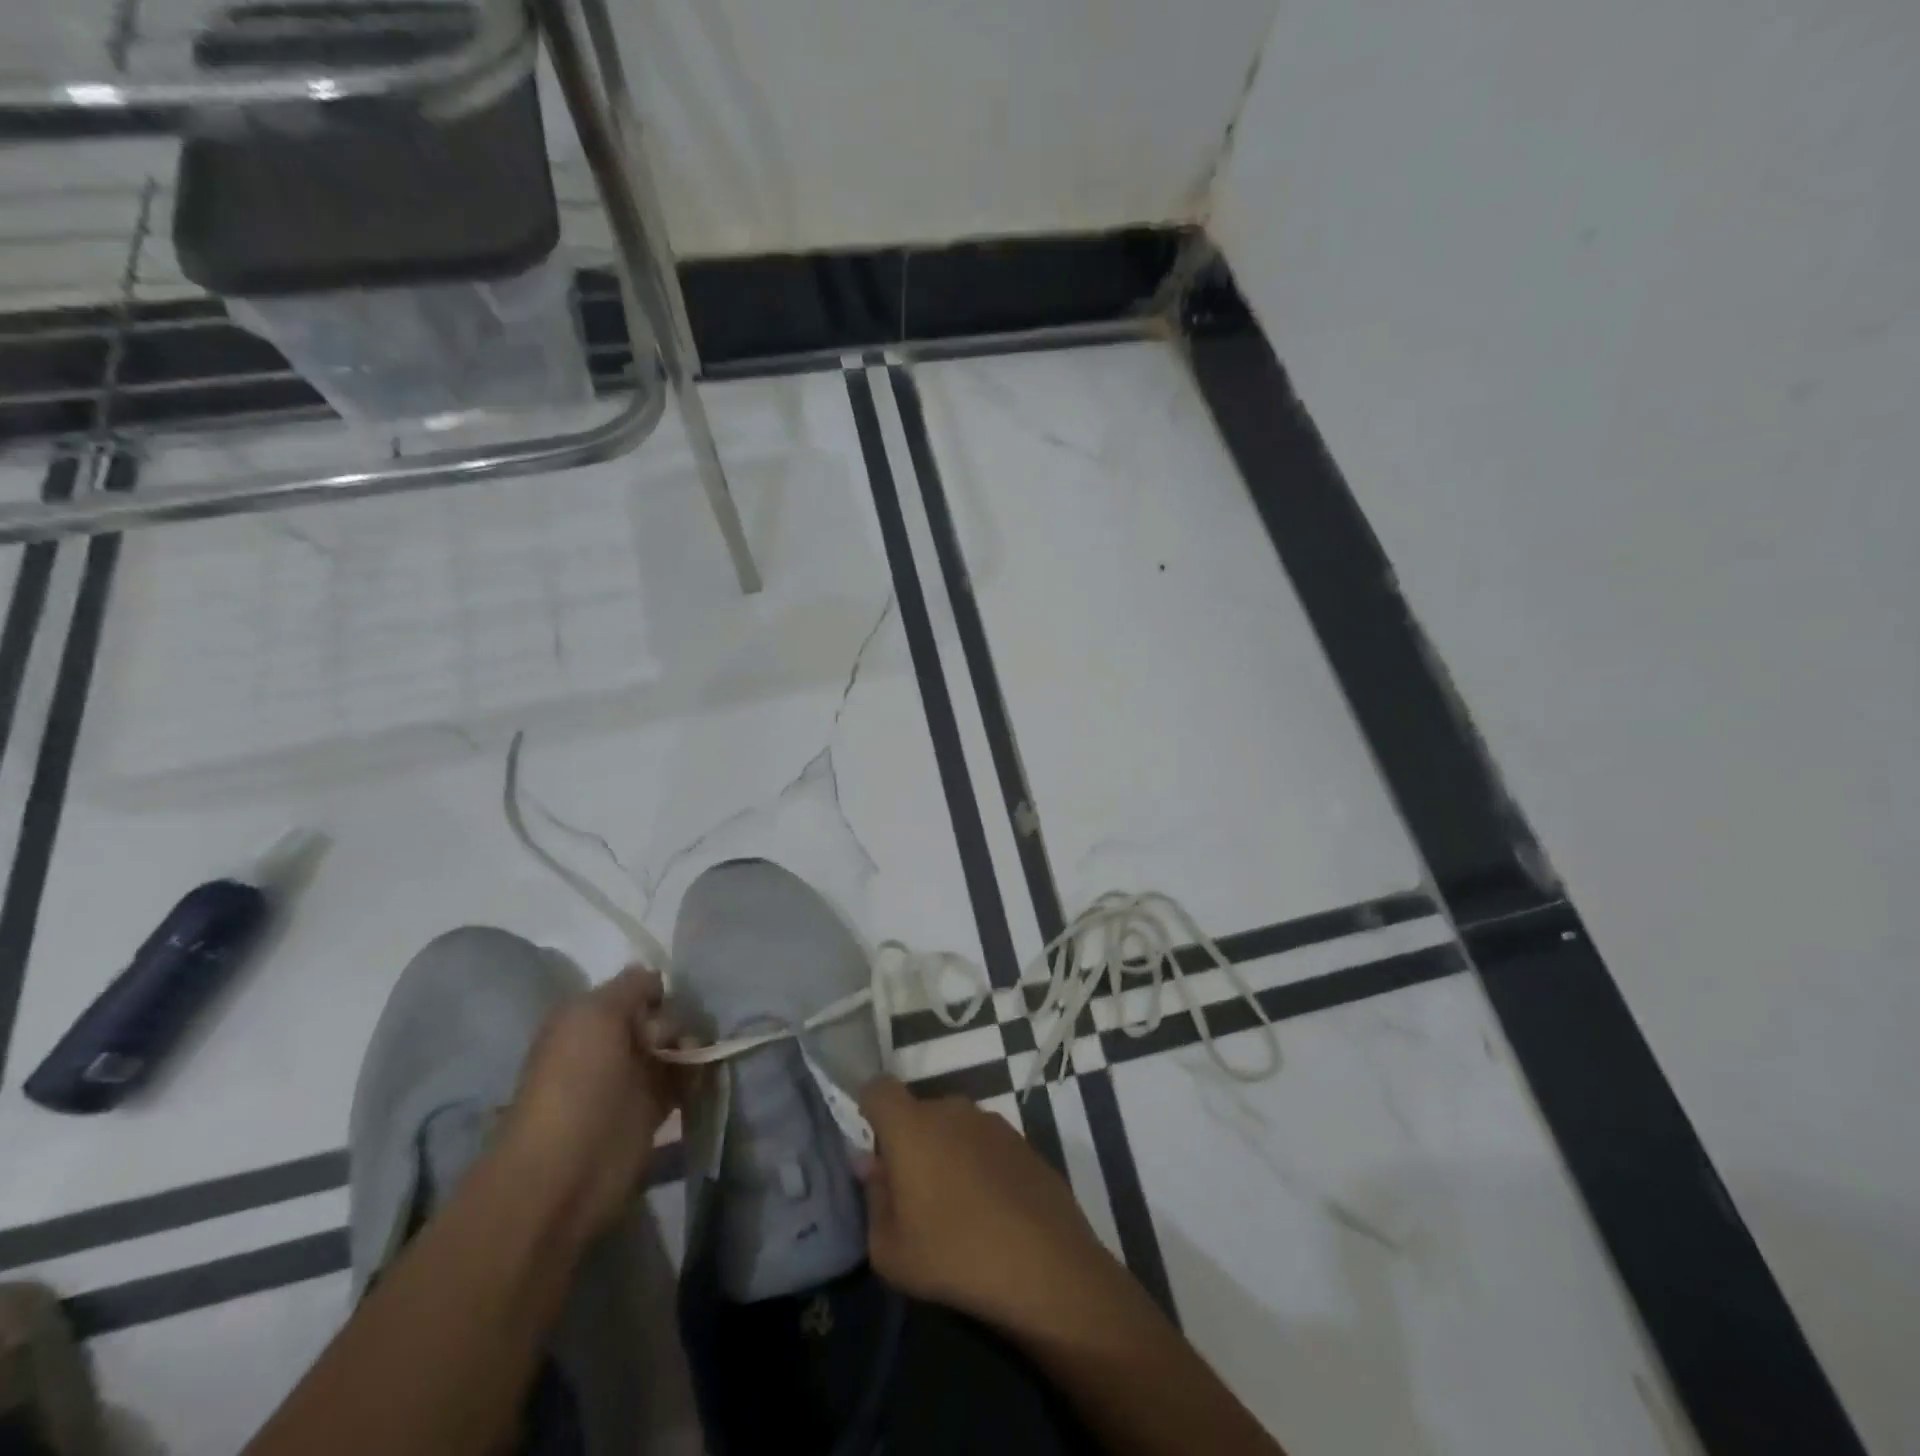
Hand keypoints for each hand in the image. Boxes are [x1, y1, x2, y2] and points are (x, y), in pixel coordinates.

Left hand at [497, 968, 684, 1245]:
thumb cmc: (577, 1082)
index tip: (671, 1000)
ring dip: (693, 1045)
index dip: (659, 989)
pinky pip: (686, 1079)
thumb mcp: (596, 1013)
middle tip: (677, 1039)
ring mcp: (633, 1078)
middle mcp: (611, 1043)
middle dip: (678, 1018)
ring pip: (676, 1046)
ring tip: (696, 1058)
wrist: (567, 1168)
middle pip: (662, 1015)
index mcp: (589, 1018)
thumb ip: (631, 986)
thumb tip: (657, 979)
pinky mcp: (654, 1111)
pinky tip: (705, 1073)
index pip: (637, 988)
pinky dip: (699, 1073)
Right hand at [858, 1077, 1122, 1340]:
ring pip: (952, 1126)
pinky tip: (988, 1208)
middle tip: (911, 1191)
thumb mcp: (890, 1250)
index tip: (871, 1146)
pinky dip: (978, 1163)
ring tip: (953, 1205)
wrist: (1045, 1264)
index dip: (868, 1108)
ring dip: (945, 1152)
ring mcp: (990, 1120)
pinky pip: (983, 1142)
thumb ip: (873, 1198)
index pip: (878, 1088)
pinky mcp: (1021, 1139)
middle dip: (908, 1141)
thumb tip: (872, 1165)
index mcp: (912, 1125)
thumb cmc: (954, 1255)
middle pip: (917, 1111)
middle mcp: (951, 1108)